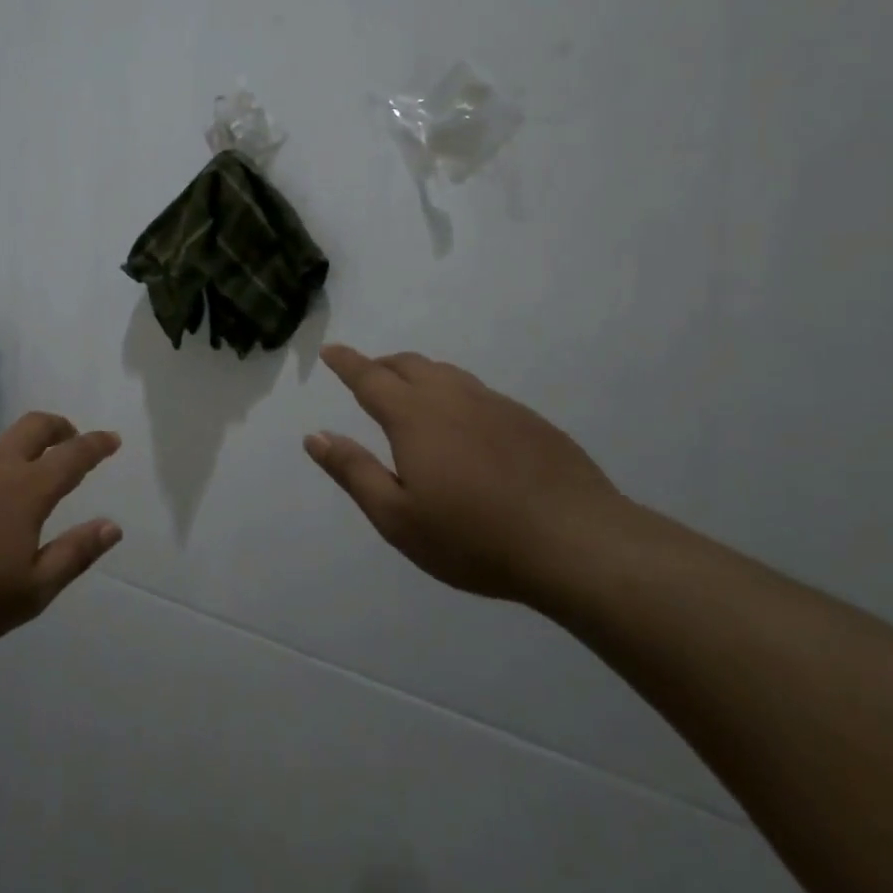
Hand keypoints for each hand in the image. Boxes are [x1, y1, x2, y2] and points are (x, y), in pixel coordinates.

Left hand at [0, 412, 123, 656]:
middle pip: (34, 427)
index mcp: (26, 490)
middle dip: (59, 427)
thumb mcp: (29, 592)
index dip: (96, 445)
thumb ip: (74, 555)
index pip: (73, 455)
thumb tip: (112, 526)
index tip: (111, 438)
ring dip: (12, 458)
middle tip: (69, 437)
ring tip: (8, 495)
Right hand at [305, 343, 621, 600]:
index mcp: (414, 416)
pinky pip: (478, 392)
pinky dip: (454, 393)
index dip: (346, 362)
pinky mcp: (528, 420)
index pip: (369, 377)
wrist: (577, 542)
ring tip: (410, 396)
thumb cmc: (474, 537)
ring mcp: (495, 404)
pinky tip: (464, 426)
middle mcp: (452, 397)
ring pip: (446, 374)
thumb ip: (353, 472)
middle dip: (381, 365)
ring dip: (418, 375)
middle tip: (367, 376)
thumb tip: (315, 435)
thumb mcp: (398, 517)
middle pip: (408, 365)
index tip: (331, 350)